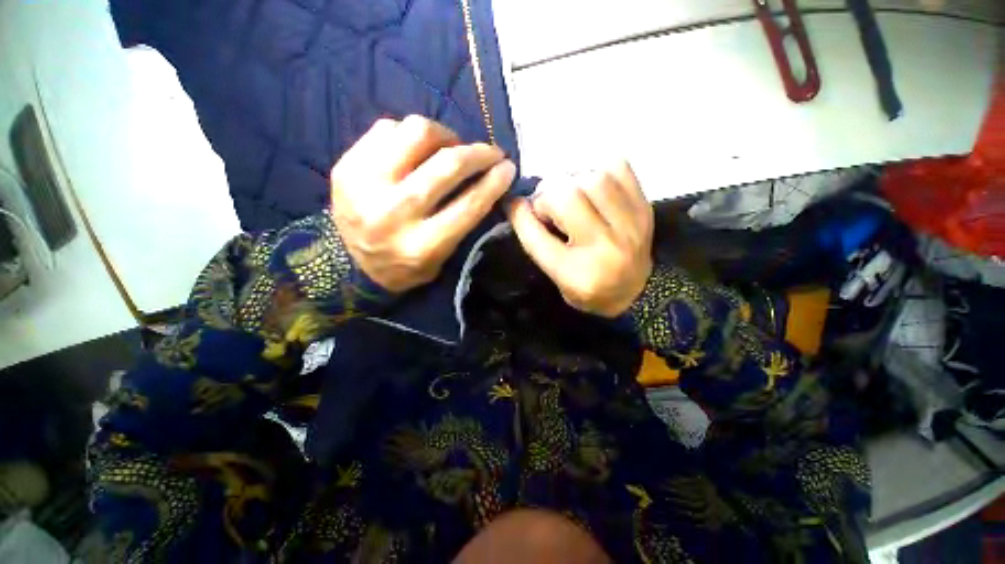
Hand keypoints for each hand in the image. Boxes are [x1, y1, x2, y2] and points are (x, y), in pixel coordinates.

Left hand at [330, 116, 515, 292]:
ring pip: (416, 133)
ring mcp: (364, 186)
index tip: (508, 167)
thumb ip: (464, 222)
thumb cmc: (405, 266)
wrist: (349, 265)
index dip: (494, 181)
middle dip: (478, 153)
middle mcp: (393, 213)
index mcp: (422, 245)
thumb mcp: (442, 258)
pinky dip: (410, 134)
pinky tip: (416, 150)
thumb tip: (488, 178)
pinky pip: (387, 128)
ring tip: (450, 147)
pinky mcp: (346, 166)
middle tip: (489, 152)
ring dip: (444, 136)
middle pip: (447, 165)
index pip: (469, 204)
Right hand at [506, 162, 653, 317]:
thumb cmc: (587, 289)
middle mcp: (605, 248)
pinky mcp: (644, 209)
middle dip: (548, 197)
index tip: (513, 204)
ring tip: (571, 195)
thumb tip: (518, 203)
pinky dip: (599, 171)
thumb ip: (536, 242)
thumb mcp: (556, 278)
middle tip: (549, 206)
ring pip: (593, 179)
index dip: (520, 215)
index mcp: (578, 274)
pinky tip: (593, 188)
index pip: (538, 237)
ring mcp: (630, 225)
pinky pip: (619, 169)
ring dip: (573, 182)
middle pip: (567, 198)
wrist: (635, 292)